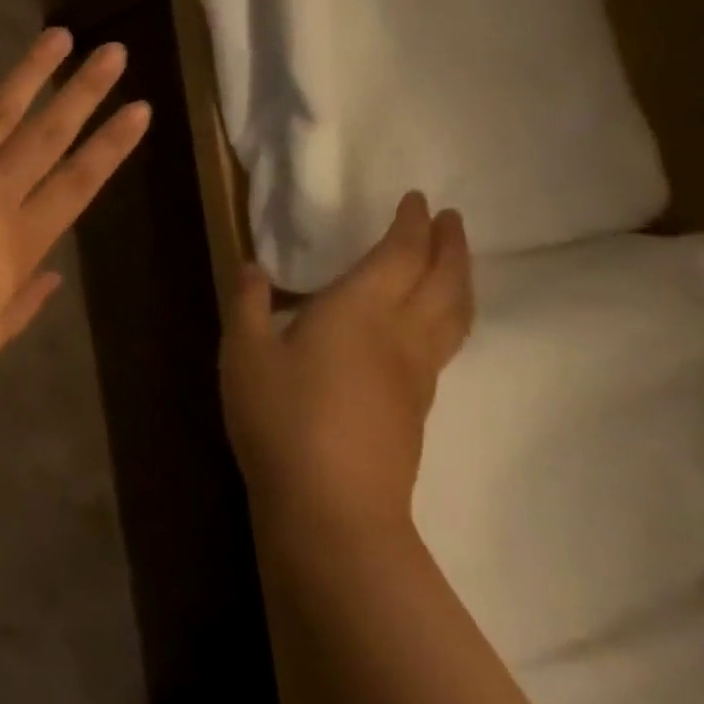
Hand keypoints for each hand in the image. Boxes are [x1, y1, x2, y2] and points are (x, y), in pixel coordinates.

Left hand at [0, 29, 149, 419]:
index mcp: (13, 246)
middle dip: (83, 92)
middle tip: (112, 52)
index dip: (111, 146)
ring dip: (28, 74)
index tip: (140, 109)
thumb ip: (20, 304)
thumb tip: (51, 274)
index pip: (77, 185)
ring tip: (58, 37)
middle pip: (44, 136)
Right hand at [220, 192, 472, 537]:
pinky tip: (429, 325)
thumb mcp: (244, 353)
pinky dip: (449, 315)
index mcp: (359, 309)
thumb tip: (254, 267)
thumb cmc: (280, 416)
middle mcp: (400, 333)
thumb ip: (249, 305)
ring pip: (455, 314)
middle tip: (450, 218)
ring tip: (456, 262)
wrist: (331, 503)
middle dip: (448, 244)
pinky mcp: (418, 407)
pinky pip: (446, 342)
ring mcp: (417, 374)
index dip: (409, 224)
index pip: (398, 254)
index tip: (416, 199)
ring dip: (460, 279)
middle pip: (442, 279)